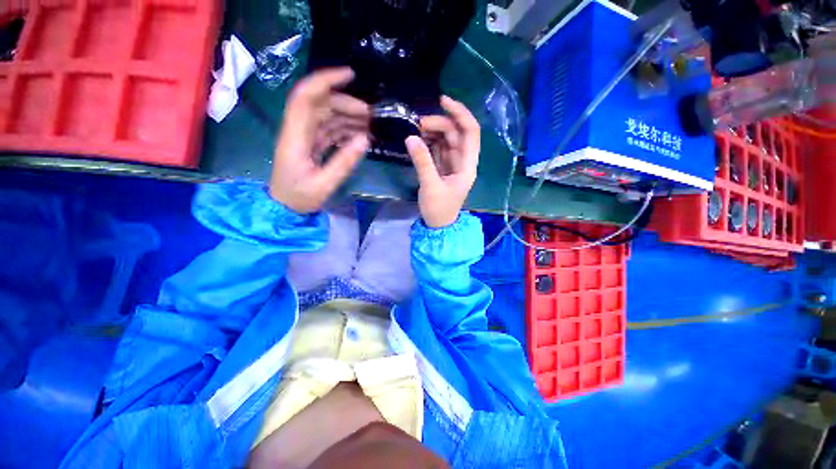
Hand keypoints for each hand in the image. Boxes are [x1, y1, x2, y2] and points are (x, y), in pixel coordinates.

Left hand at [270, 68, 370, 213]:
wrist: (284, 207)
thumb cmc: (299, 197)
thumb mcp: (324, 184)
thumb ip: (344, 162)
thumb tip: (365, 139)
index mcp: (295, 136)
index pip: (306, 97)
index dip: (325, 81)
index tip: (351, 75)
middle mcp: (298, 130)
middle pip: (321, 104)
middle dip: (347, 104)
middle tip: (371, 116)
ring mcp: (305, 137)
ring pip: (327, 116)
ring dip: (349, 117)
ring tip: (370, 126)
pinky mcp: (312, 145)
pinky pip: (330, 130)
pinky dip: (346, 130)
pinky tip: (360, 136)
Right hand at [406, 96, 480, 227]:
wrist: (438, 225)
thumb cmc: (439, 209)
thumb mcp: (430, 186)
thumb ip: (422, 161)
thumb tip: (410, 137)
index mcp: (467, 165)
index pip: (471, 132)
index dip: (460, 113)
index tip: (442, 101)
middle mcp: (463, 161)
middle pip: (455, 133)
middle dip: (439, 124)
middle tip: (418, 124)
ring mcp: (452, 163)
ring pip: (446, 139)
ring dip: (433, 132)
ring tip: (416, 131)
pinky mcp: (442, 167)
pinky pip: (438, 148)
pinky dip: (429, 142)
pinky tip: (418, 139)